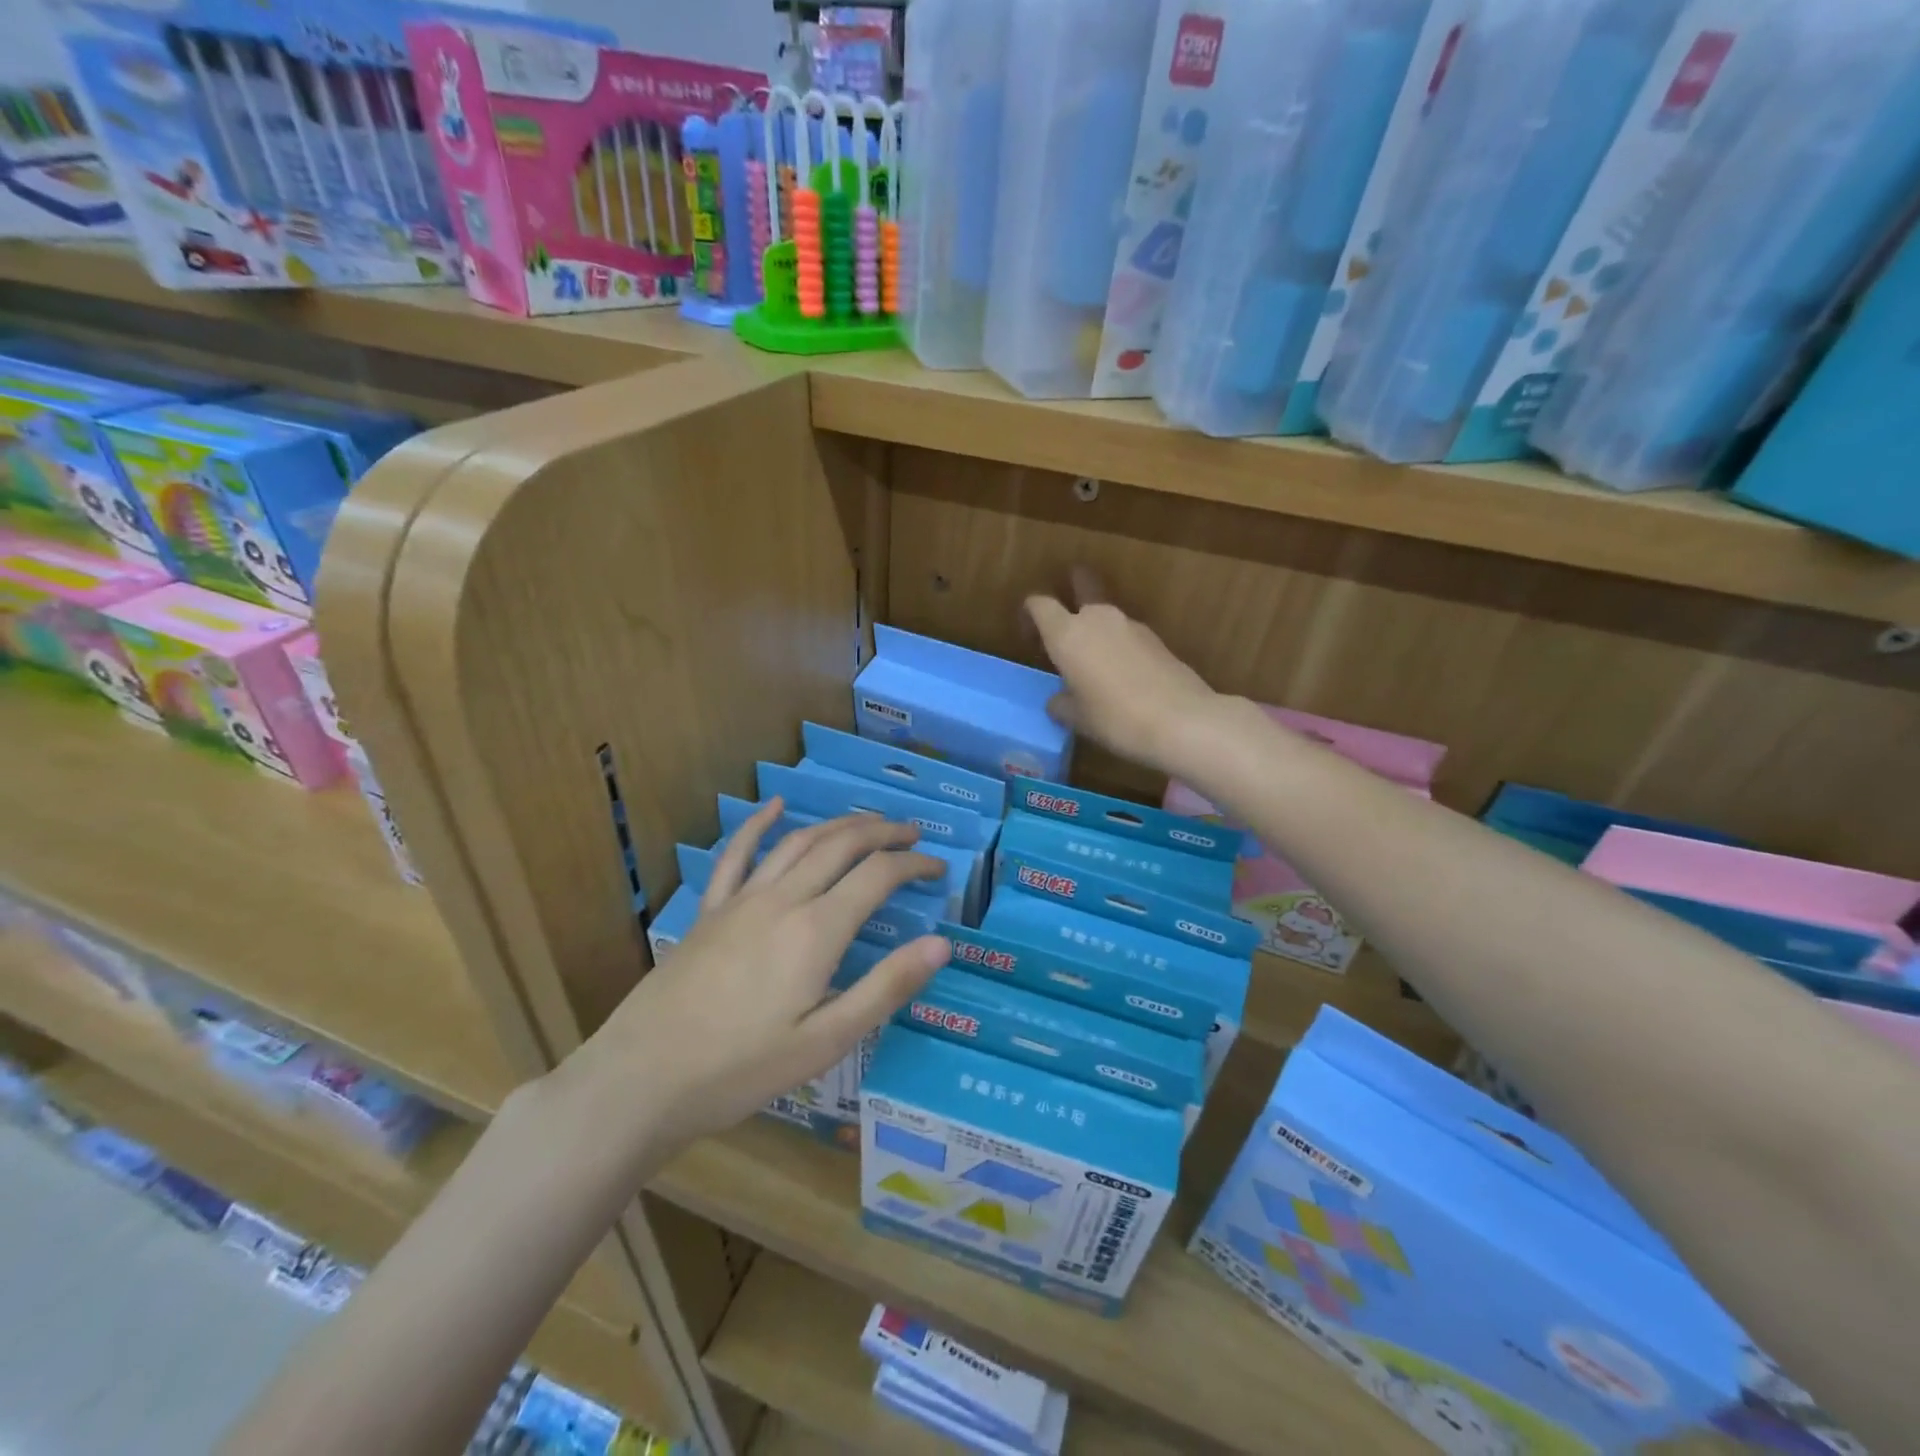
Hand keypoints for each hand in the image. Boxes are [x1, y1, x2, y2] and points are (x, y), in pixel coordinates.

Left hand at [563, 801, 949, 1158]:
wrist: (643, 1078)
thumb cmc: (741, 1069)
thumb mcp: (827, 1042)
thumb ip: (886, 988)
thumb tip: (942, 944)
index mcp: (817, 931)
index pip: (878, 875)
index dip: (914, 864)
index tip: (939, 868)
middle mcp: (783, 899)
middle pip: (841, 844)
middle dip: (883, 831)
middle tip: (913, 833)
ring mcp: (741, 899)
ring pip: (798, 841)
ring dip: (838, 824)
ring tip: (867, 822)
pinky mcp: (710, 910)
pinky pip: (737, 854)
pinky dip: (759, 824)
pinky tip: (775, 807)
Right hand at [1025, 569, 1221, 773]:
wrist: (1181, 721)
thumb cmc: (1115, 718)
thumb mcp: (1077, 719)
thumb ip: (1061, 704)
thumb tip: (1059, 700)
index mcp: (1067, 634)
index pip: (1039, 604)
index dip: (1030, 615)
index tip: (1030, 638)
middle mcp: (1097, 619)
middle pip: (1082, 586)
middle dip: (1071, 591)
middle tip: (1064, 620)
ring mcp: (1131, 625)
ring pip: (1105, 615)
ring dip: (1095, 628)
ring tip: (1093, 662)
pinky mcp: (1156, 639)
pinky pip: (1126, 635)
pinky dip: (1118, 646)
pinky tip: (1121, 676)